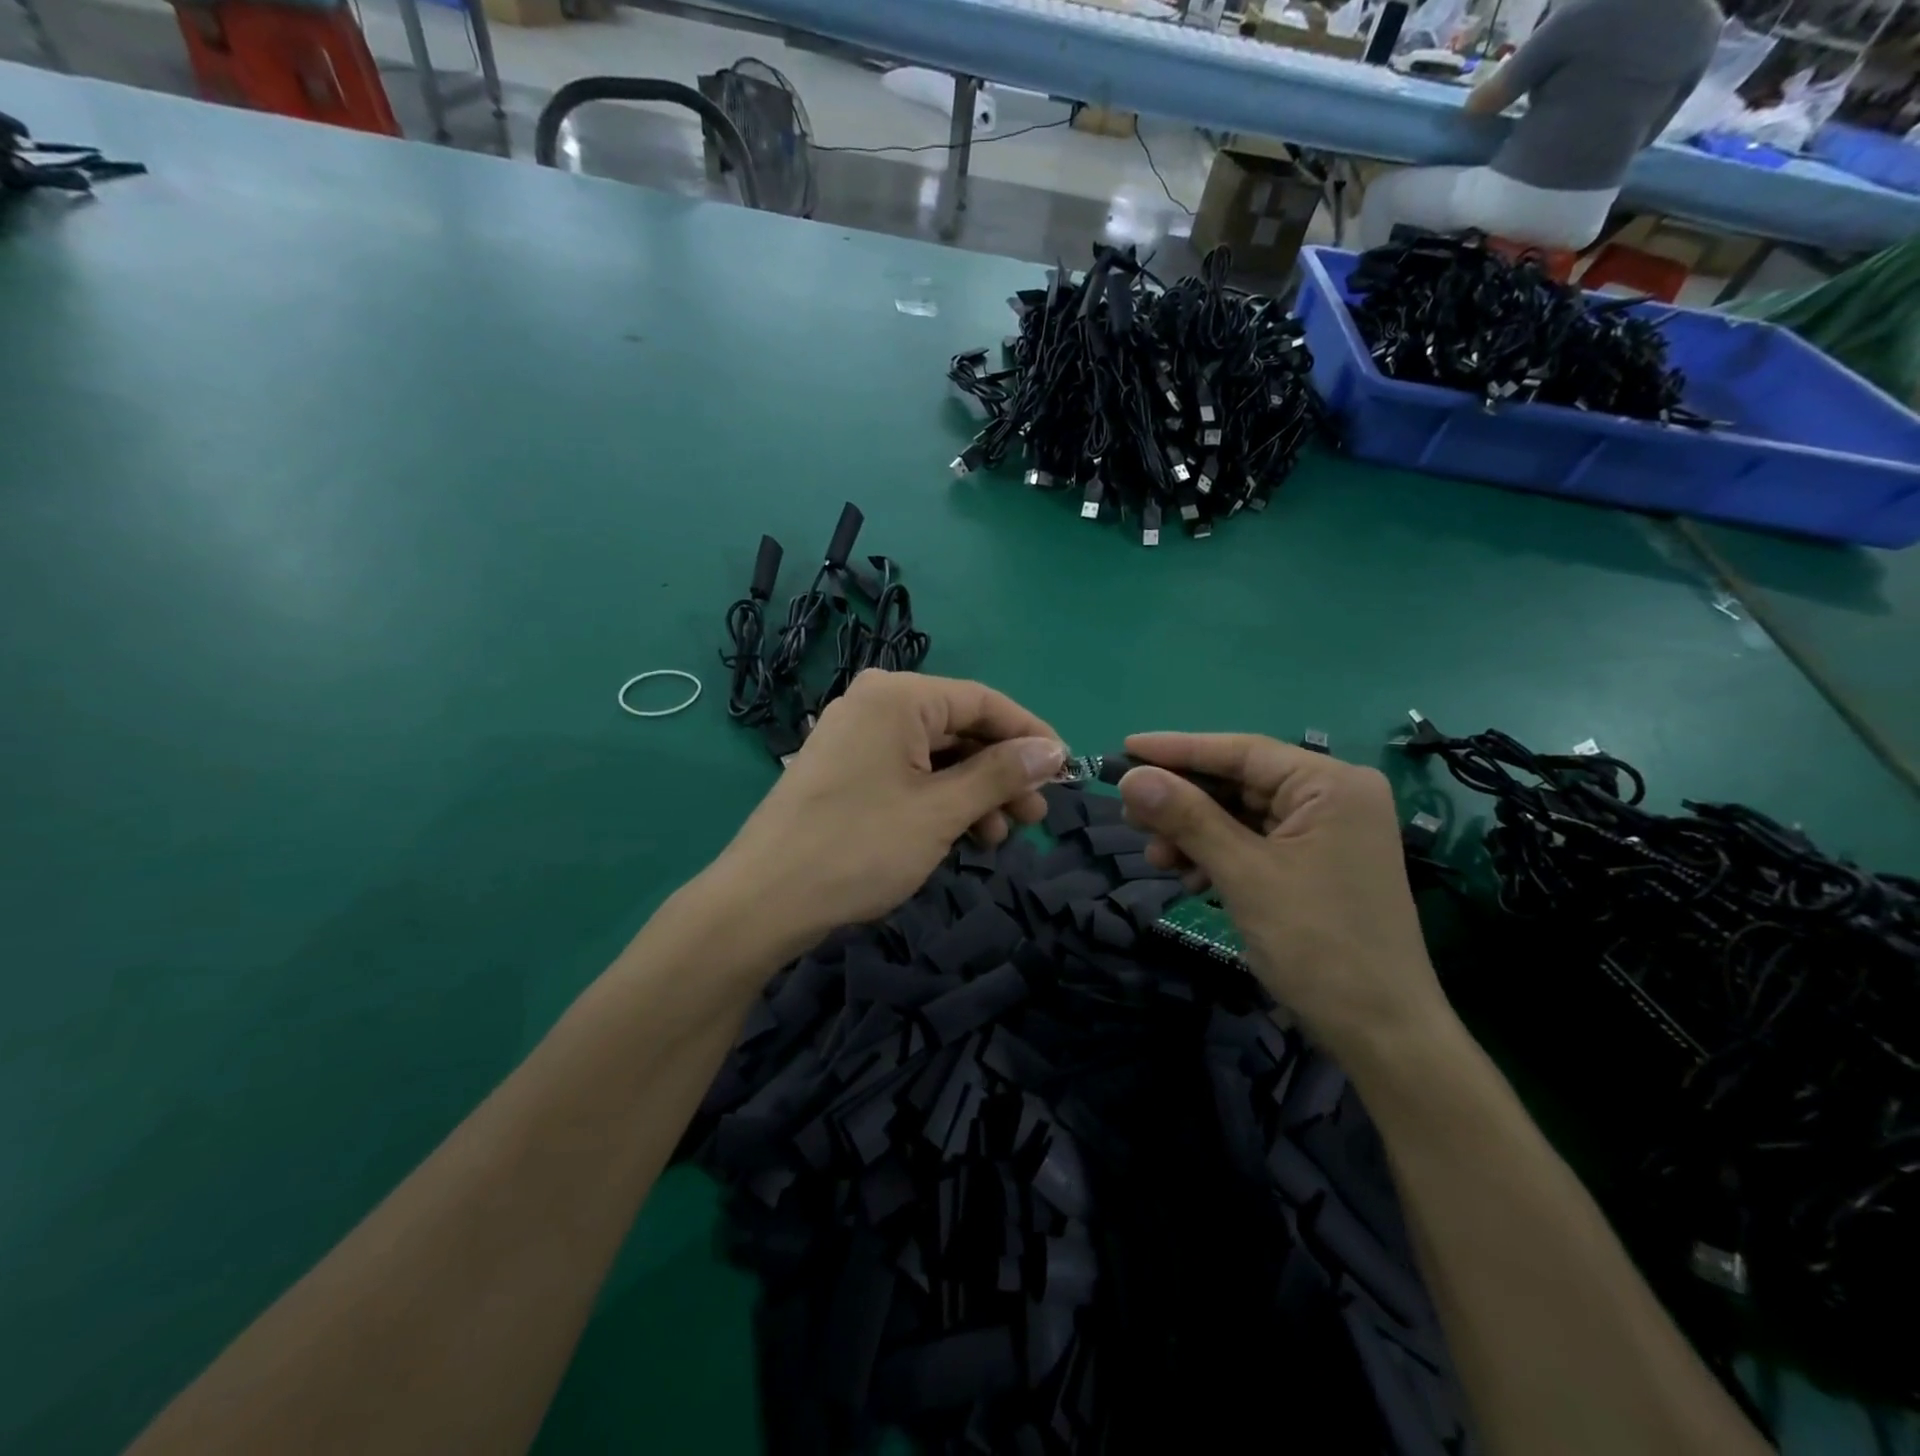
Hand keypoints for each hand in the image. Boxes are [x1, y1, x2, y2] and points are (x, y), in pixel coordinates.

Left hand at [716, 670, 1063, 948]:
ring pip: (936, 756)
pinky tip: (962, 837)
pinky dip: (940, 801)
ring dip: (974, 794)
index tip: (1065, 771)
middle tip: (1034, 817)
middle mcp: (875, 703)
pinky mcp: (845, 769)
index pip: (983, 701)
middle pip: (960, 728)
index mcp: (897, 696)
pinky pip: (908, 773)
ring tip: (998, 839)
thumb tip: (1053, 750)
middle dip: (1001, 773)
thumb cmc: (860, 847)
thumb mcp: (941, 810)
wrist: (764, 900)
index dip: (1030, 735)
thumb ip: (1001, 774)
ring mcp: (855, 737)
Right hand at [1116, 733, 1451, 1060]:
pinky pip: (1253, 845)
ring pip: (1240, 816)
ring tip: (1157, 859)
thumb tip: (1130, 778)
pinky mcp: (1315, 866)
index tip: (1125, 748)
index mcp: (1331, 785)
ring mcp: (1326, 834)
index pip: (1241, 752)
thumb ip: (1187, 818)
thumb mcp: (1244, 873)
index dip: (1177, 750)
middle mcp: (1332, 798)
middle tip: (1130, 814)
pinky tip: (1190, 880)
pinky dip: (1217, 857)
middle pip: (1238, 783)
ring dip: (1194, 834)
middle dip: (1183, 802)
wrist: (1381, 1035)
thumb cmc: (1318, 944)